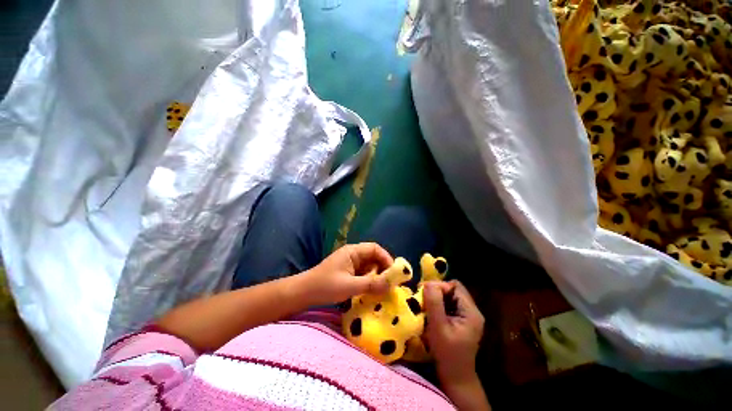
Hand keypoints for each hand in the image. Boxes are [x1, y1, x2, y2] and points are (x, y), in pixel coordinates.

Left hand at [299, 242, 392, 305]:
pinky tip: (372, 291)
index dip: (386, 258)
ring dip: (377, 276)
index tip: (394, 272)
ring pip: (369, 266)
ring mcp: (350, 264)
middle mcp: (353, 255)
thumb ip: (371, 284)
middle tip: (390, 283)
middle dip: (383, 269)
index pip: (375, 249)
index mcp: (353, 251)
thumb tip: (392, 285)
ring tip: (383, 289)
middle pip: (373, 257)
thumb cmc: (325, 286)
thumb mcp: (349, 286)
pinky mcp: (348, 273)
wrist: (303, 293)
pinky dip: (369, 281)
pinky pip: (363, 274)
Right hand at [424, 280, 484, 385]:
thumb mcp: (438, 327)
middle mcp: (472, 311)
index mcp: (471, 312)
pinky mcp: (461, 321)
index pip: (455, 286)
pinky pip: (449, 305)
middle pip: (453, 290)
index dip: (439, 286)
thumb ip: (434, 304)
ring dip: (436, 298)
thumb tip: (428, 283)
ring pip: (450, 296)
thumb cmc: (447, 354)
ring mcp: (467, 316)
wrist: (456, 377)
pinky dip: (438, 305)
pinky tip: (431, 312)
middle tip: (422, 297)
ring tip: (425, 304)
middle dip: (436, 291)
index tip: (423, 292)